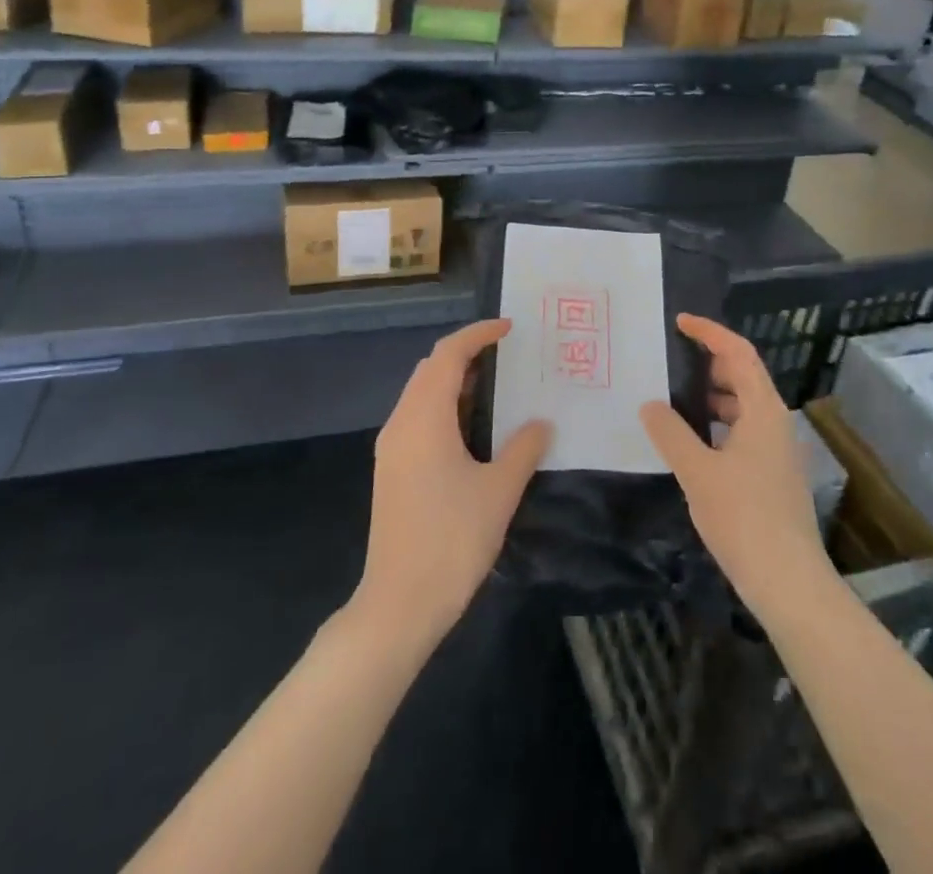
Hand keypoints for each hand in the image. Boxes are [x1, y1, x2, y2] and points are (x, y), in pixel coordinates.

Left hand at [354, 320, 551, 648]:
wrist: (398, 603)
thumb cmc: (452, 540)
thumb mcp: (499, 491)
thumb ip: (523, 449)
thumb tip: (540, 423)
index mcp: (425, 418)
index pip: (448, 355)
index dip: (478, 334)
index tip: (509, 328)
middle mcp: (401, 423)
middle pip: (430, 368)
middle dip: (466, 354)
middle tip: (506, 356)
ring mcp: (392, 447)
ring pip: (421, 393)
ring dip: (454, 381)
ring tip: (495, 387)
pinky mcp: (391, 469)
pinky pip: (418, 417)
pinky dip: (444, 407)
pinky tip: (472, 428)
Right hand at [641, 314, 834, 615]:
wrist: (789, 583)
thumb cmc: (743, 518)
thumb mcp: (697, 472)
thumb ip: (671, 433)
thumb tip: (650, 405)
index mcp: (763, 410)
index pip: (738, 353)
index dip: (710, 332)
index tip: (680, 322)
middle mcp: (776, 422)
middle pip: (744, 375)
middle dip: (709, 362)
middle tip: (671, 359)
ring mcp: (778, 450)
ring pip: (744, 406)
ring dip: (713, 395)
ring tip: (674, 398)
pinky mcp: (774, 475)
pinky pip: (744, 431)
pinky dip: (719, 423)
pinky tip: (693, 442)